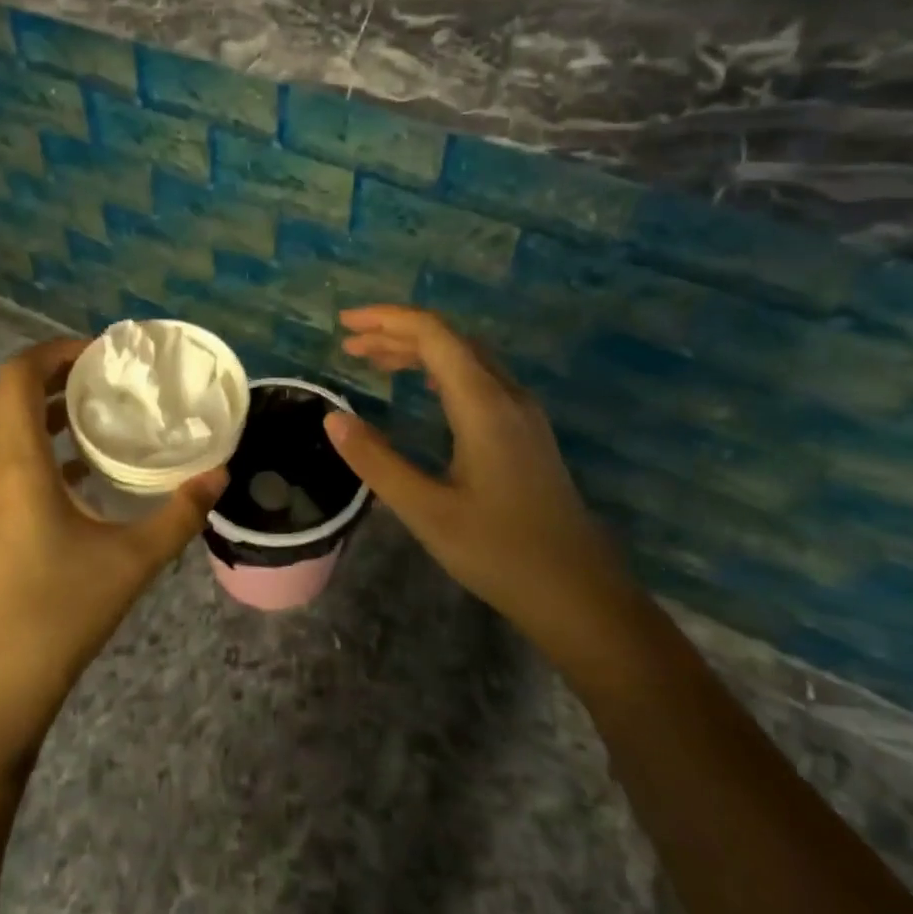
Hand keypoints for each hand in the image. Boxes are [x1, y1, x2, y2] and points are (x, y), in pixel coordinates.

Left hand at [0, 337, 225, 756]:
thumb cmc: (58, 612)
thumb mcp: (133, 560)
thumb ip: (180, 513)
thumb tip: (220, 475)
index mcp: (15, 463)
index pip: (17, 377)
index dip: (55, 351)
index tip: (103, 353)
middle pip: (8, 394)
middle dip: (55, 374)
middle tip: (109, 377)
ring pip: (5, 427)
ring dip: (47, 409)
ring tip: (101, 412)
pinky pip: (7, 458)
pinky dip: (40, 444)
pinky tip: (85, 469)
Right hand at [322, 305, 635, 663]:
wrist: (580, 593)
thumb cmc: (500, 553)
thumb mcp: (426, 511)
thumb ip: (377, 461)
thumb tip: (333, 418)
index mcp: (484, 405)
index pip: (433, 335)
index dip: (387, 320)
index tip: (344, 323)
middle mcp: (508, 396)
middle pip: (450, 339)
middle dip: (397, 332)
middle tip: (349, 343)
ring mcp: (523, 413)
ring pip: (467, 358)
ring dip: (419, 350)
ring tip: (373, 359)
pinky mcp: (527, 432)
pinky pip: (479, 379)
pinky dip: (440, 370)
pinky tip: (422, 389)